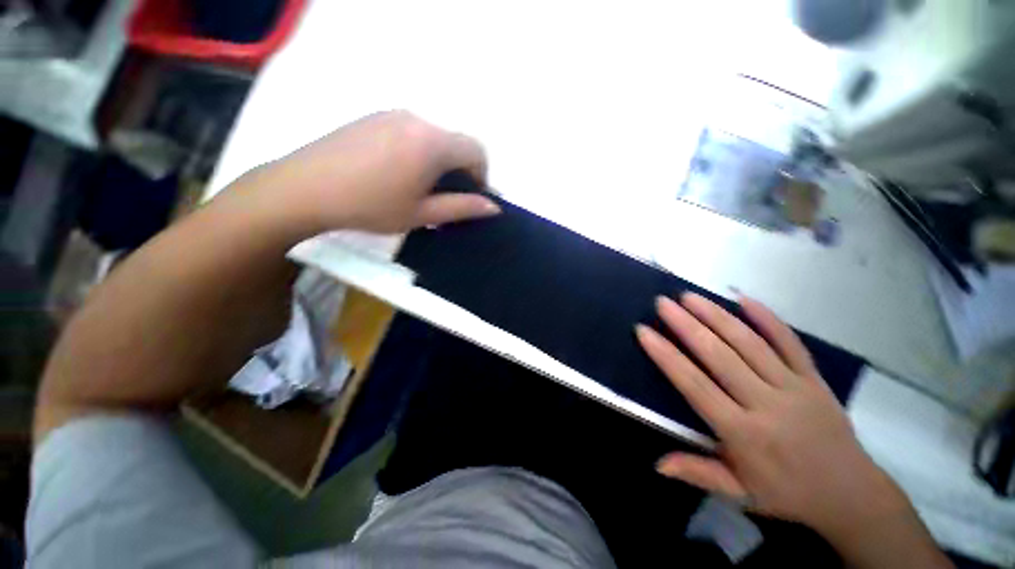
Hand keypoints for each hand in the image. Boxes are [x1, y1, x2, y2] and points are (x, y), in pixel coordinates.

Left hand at [240, 110, 500, 234]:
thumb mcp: (422, 214)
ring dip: (439, 161)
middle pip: (455, 142)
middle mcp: (416, 119)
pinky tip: (398, 172)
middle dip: (460, 169)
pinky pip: (411, 131)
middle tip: (445, 197)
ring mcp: (392, 114)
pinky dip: (419, 151)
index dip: (482, 174)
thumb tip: (493, 207)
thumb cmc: (370, 207)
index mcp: (432, 143)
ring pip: (433, 137)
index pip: (476, 150)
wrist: (304, 189)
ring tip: (420, 187)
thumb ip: (462, 208)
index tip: (471, 196)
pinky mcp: (373, 117)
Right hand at [636, 293, 900, 534]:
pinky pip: (790, 342)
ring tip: (690, 296)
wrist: (852, 494)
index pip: (695, 386)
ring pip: (749, 343)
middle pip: (720, 356)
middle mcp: (766, 404)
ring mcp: (794, 387)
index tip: (644, 332)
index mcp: (744, 433)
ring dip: (717, 316)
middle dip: (686, 325)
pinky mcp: (814, 378)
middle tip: (663, 303)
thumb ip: (698, 473)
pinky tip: (744, 298)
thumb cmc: (786, 493)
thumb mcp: (738, 492)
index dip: (667, 356)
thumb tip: (657, 464)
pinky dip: (767, 318)